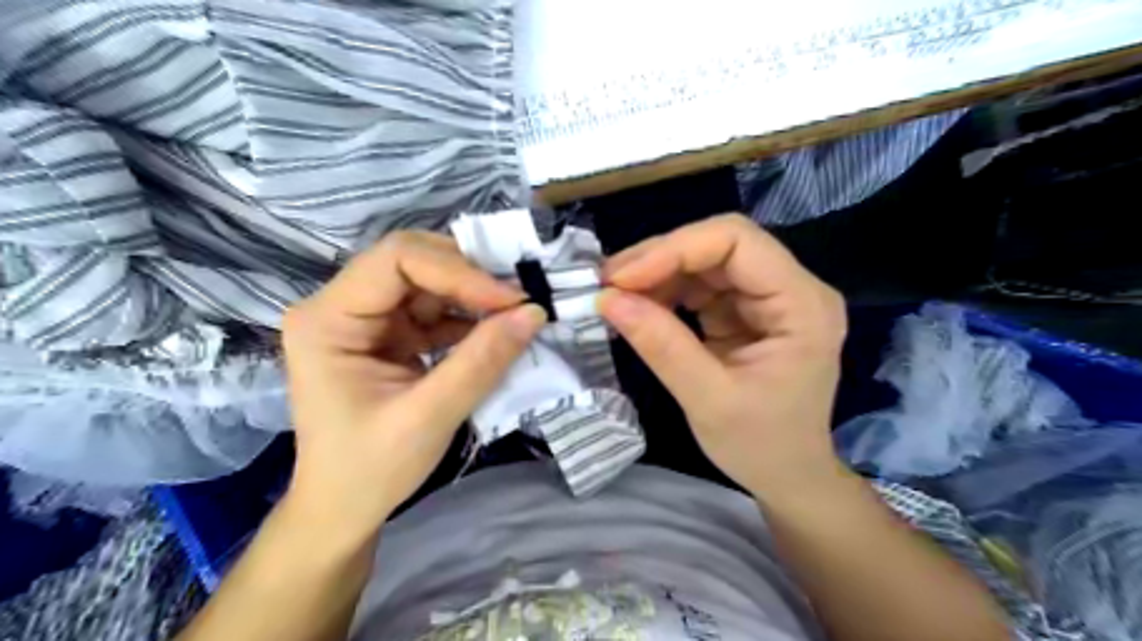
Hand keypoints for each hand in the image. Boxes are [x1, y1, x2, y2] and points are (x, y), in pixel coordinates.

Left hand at [279, 230, 539, 540]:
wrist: (344, 509)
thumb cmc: (370, 470)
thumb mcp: (429, 417)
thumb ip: (482, 361)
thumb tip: (534, 312)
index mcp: (327, 319)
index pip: (397, 261)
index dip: (459, 271)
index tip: (512, 300)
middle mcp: (340, 306)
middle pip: (413, 262)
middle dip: (470, 276)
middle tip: (519, 298)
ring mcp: (366, 319)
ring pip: (429, 282)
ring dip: (475, 295)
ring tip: (517, 313)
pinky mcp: (389, 335)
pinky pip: (435, 310)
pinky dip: (470, 317)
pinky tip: (497, 331)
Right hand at [599, 212, 845, 494]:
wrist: (787, 475)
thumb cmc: (761, 446)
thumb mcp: (708, 400)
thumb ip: (661, 347)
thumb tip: (607, 299)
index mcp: (802, 306)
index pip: (738, 241)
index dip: (675, 248)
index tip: (623, 278)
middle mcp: (792, 288)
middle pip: (720, 244)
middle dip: (660, 258)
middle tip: (608, 283)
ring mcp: (768, 297)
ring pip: (706, 260)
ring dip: (657, 273)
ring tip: (615, 295)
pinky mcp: (747, 309)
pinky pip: (701, 284)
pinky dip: (665, 290)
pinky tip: (639, 306)